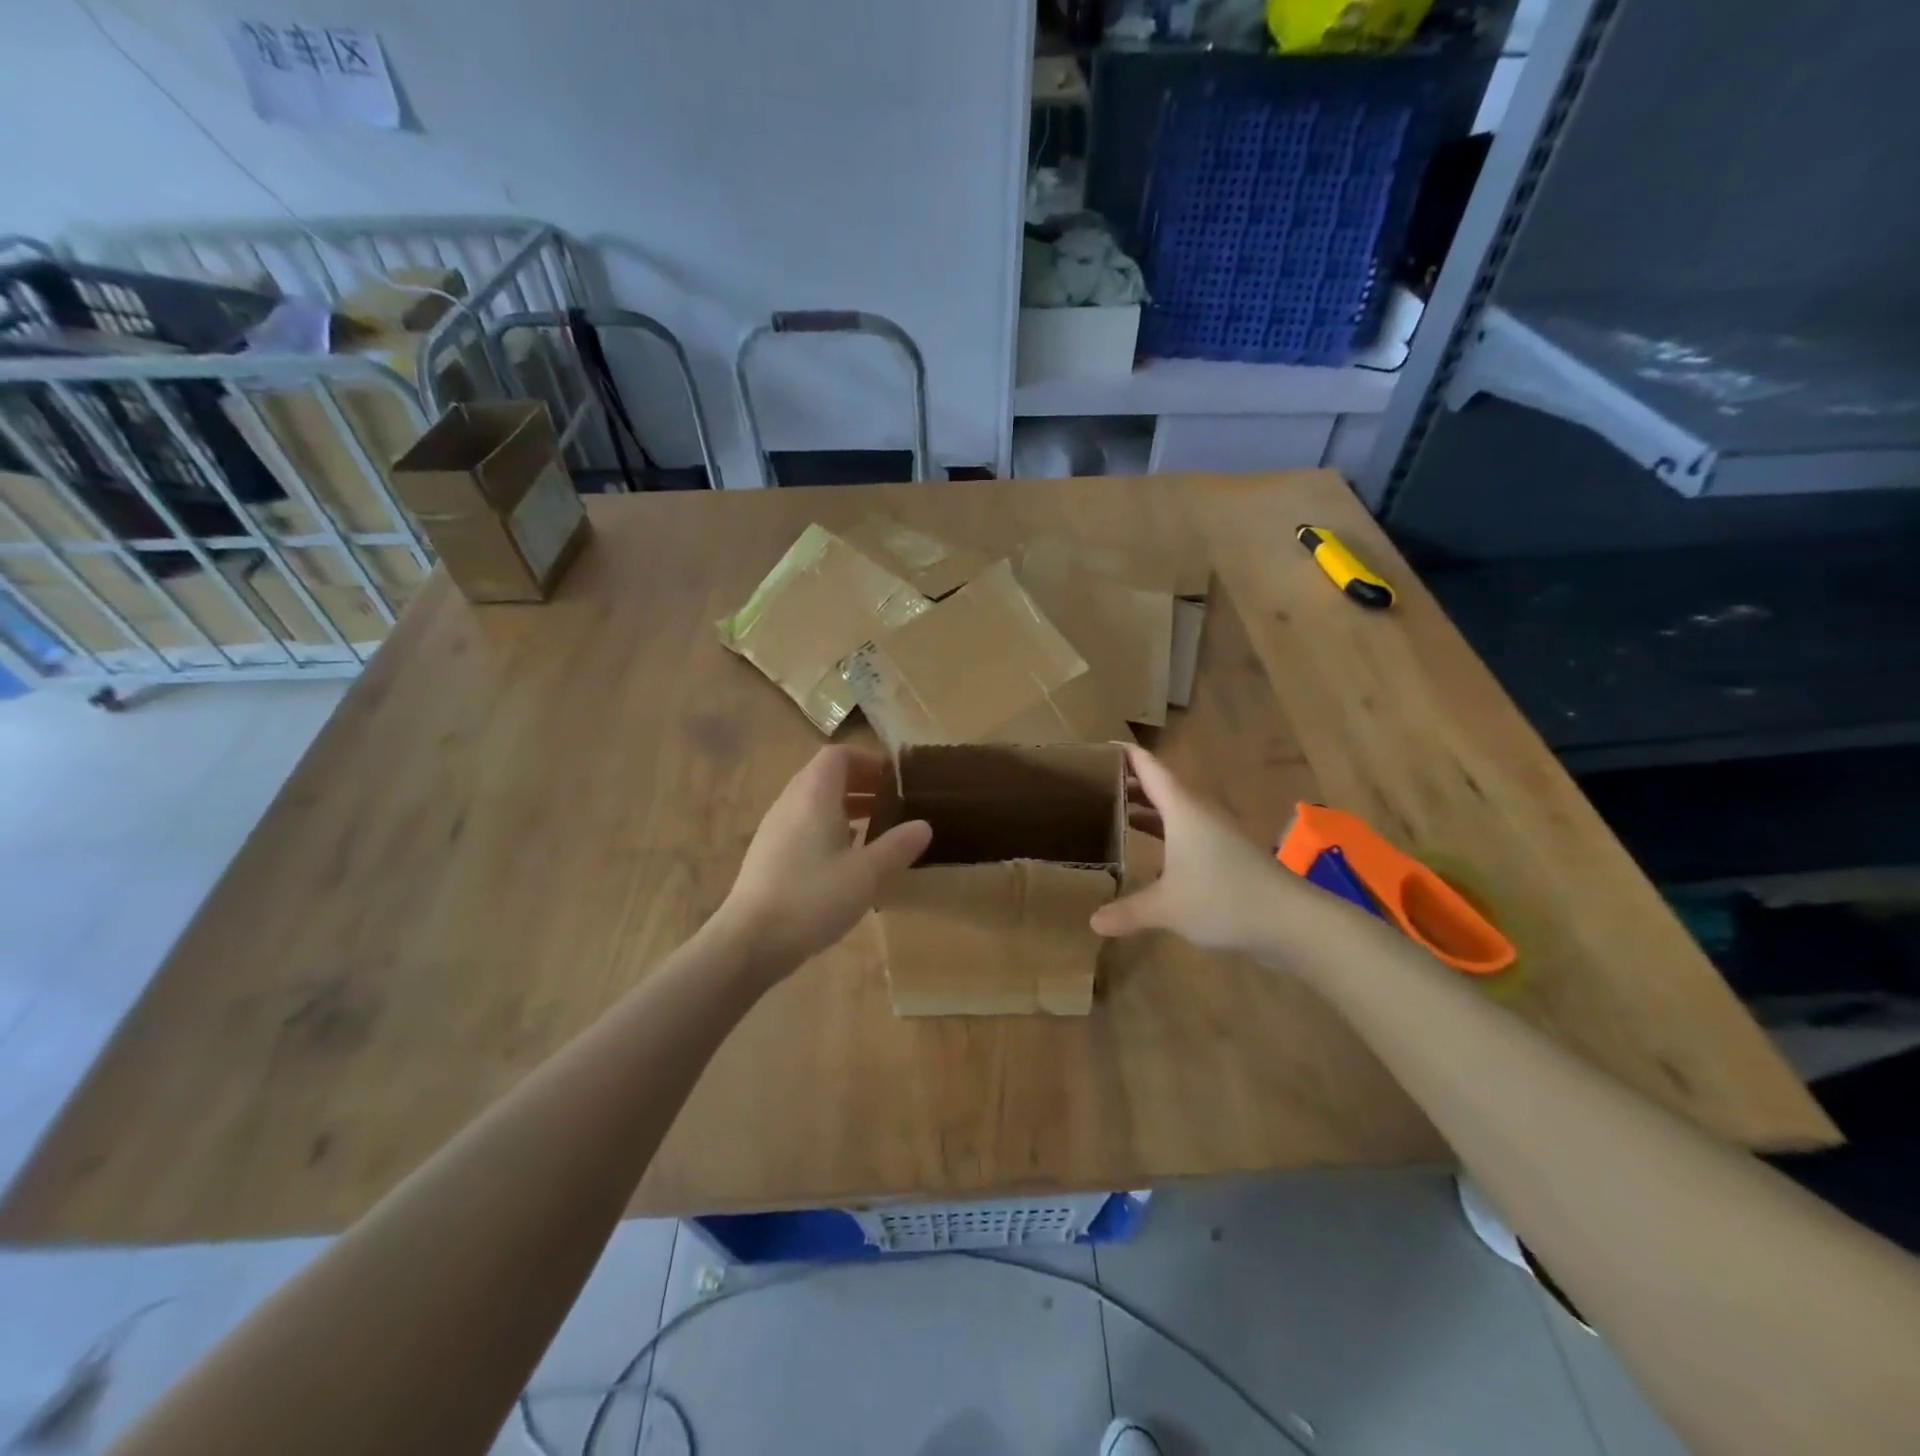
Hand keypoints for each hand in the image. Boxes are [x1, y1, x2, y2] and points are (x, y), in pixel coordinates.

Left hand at [714, 746, 930, 981]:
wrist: (750, 940)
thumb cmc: (812, 897)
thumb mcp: (867, 874)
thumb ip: (897, 846)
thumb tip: (923, 825)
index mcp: (814, 795)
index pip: (838, 755)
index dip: (868, 760)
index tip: (895, 780)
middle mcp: (790, 802)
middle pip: (825, 776)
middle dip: (860, 784)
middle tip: (892, 804)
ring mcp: (774, 828)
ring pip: (813, 802)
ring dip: (845, 807)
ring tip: (874, 830)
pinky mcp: (767, 853)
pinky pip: (802, 824)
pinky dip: (827, 828)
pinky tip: (845, 859)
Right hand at [1090, 745, 1297, 955]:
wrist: (1291, 921)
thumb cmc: (1223, 899)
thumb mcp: (1167, 908)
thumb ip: (1128, 911)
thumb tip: (1093, 922)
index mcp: (1182, 809)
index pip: (1150, 769)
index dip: (1127, 755)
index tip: (1101, 746)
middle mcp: (1199, 813)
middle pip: (1161, 788)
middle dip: (1131, 783)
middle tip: (1094, 783)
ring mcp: (1216, 834)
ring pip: (1175, 811)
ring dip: (1148, 809)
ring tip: (1114, 811)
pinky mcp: (1227, 855)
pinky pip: (1186, 832)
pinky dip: (1164, 833)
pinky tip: (1150, 852)